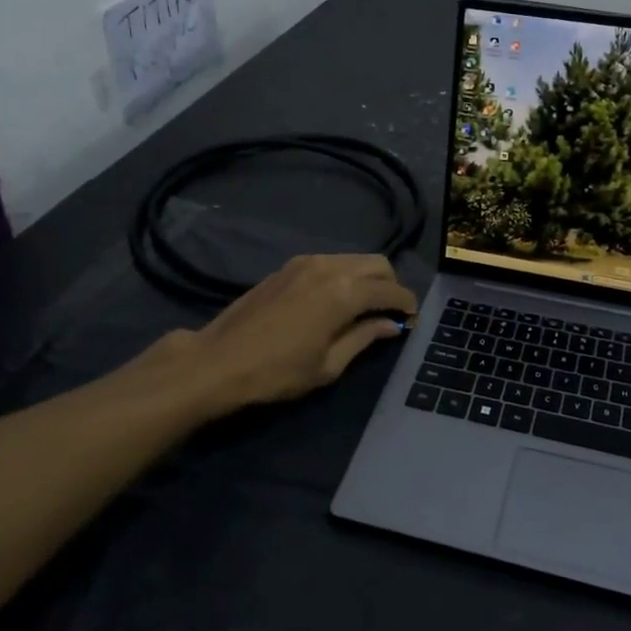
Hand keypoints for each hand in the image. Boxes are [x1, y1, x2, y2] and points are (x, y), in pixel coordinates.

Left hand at [177, 254, 417, 407]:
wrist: (218, 361)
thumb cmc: (277, 372)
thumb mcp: (328, 365)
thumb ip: (364, 338)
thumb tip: (391, 325)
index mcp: (344, 293)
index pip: (390, 290)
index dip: (407, 303)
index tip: (412, 318)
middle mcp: (330, 267)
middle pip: (377, 263)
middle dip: (391, 284)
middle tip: (391, 311)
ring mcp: (307, 262)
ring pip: (354, 259)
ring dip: (368, 277)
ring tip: (366, 305)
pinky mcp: (289, 266)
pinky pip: (331, 261)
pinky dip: (345, 274)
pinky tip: (337, 298)